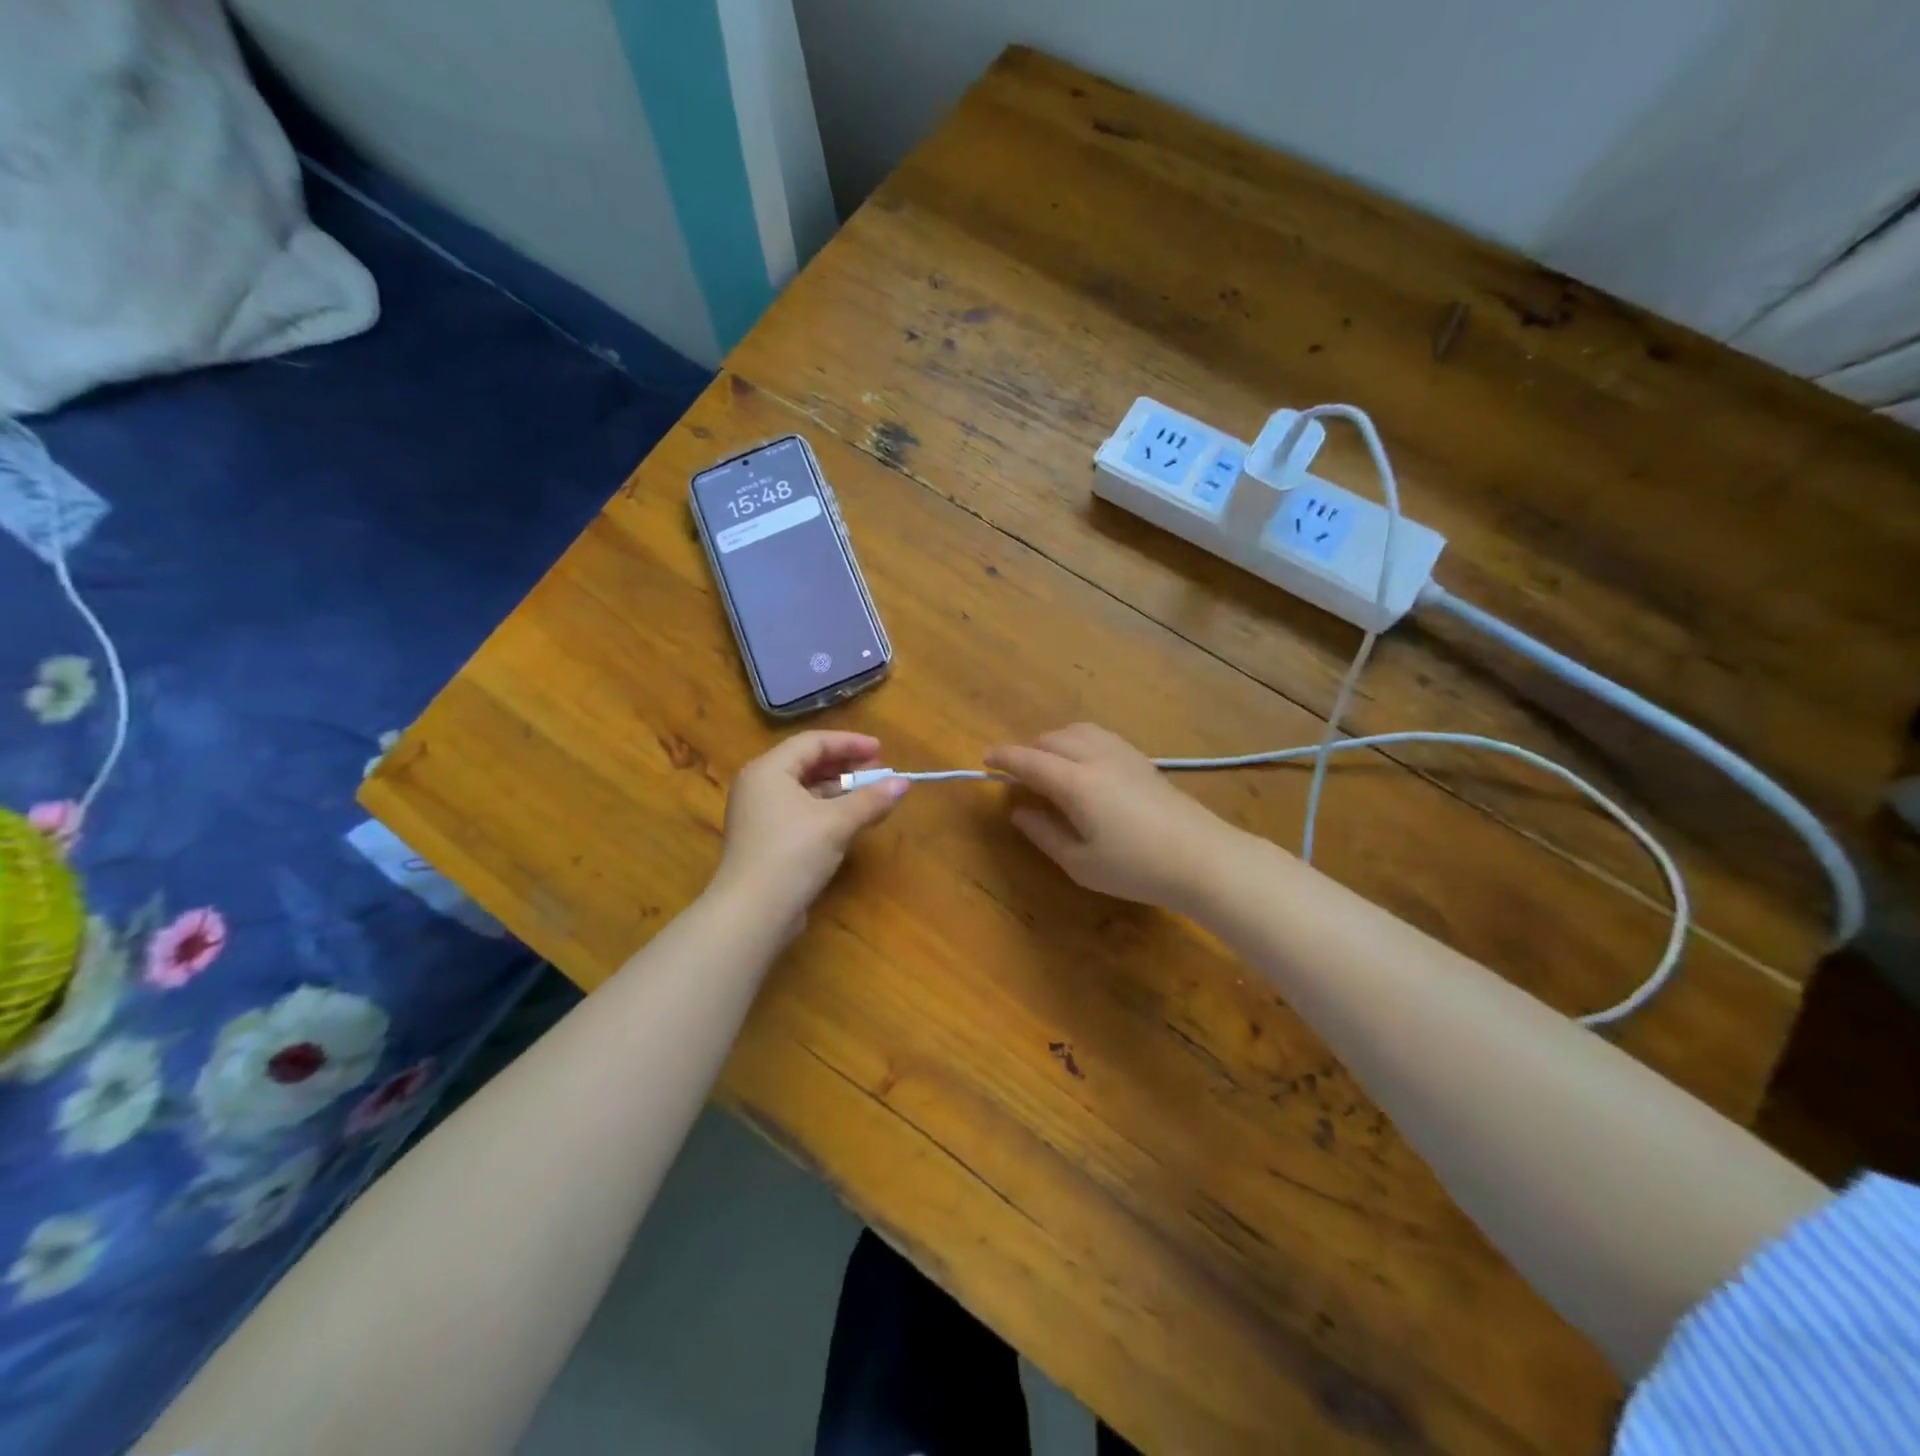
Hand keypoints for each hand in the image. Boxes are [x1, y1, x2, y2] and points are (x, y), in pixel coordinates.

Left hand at [711, 731, 908, 922]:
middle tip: (879, 773)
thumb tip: (904, 783)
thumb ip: (871, 799)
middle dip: (846, 766)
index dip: (849, 743)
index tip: (881, 750)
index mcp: (768, 770)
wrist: (752, 913)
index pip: (812, 742)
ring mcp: (760, 815)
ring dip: (840, 790)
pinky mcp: (766, 841)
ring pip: (806, 790)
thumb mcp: (837, 823)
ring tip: (873, 796)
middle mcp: (759, 786)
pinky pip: (802, 813)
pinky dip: (828, 811)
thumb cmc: (792, 854)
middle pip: (808, 764)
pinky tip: (853, 820)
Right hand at [984, 723, 1241, 911]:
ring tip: (1049, 767)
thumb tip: (1018, 811)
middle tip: (1018, 775)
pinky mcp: (1141, 760)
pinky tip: (1083, 765)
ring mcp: (1123, 754)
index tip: (985, 760)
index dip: (1004, 758)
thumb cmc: (1136, 868)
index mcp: (1076, 783)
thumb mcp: (1081, 862)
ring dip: (1054, 742)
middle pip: (1052, 739)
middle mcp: (1096, 758)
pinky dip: (1078, 741)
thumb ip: (1044, 833)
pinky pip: (1099, 736)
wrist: (1203, 858)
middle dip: (1028, 751)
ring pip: (1077, 731)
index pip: (1029, 760)